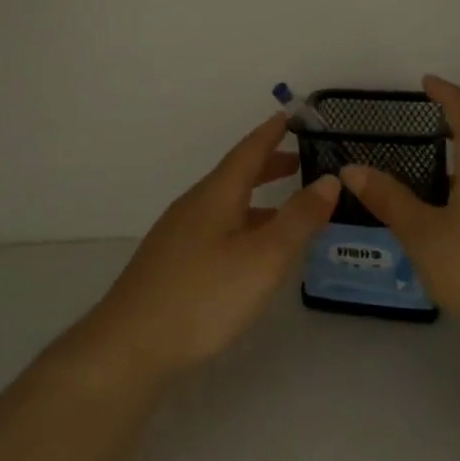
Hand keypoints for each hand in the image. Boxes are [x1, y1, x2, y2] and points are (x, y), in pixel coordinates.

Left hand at [85, 115, 340, 378]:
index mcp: (215, 195)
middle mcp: (194, 206)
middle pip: (235, 176)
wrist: (130, 345)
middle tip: (300, 162)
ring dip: (256, 199)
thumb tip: (329, 180)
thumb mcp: (263, 257)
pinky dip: (241, 224)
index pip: (248, 152)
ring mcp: (178, 235)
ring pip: (224, 204)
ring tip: (285, 210)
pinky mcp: (171, 263)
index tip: (291, 115)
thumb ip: (298, 219)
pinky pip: (215, 228)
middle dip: (268, 166)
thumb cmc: (203, 296)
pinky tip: (249, 252)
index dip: (271, 133)